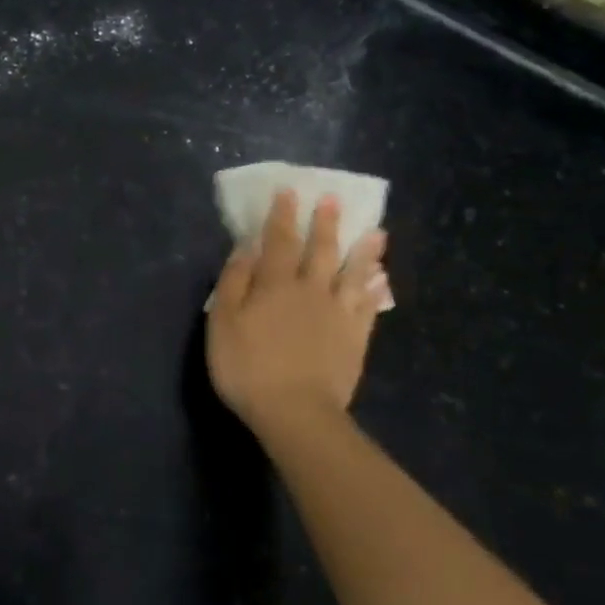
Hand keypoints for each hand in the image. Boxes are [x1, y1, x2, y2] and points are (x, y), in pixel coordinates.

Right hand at [206, 188, 391, 431]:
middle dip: (325, 223)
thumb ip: (233, 282)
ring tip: (375, 231)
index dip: (282, 216)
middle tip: (332, 199)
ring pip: (352, 274)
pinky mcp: (355, 338)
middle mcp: (310, 290)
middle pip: (320, 250)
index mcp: (274, 285)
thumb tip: (245, 248)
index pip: (278, 241)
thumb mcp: (222, 324)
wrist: (295, 412)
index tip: (289, 192)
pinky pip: (368, 306)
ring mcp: (337, 313)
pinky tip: (382, 279)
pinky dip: (375, 289)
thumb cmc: (248, 368)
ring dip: (362, 251)